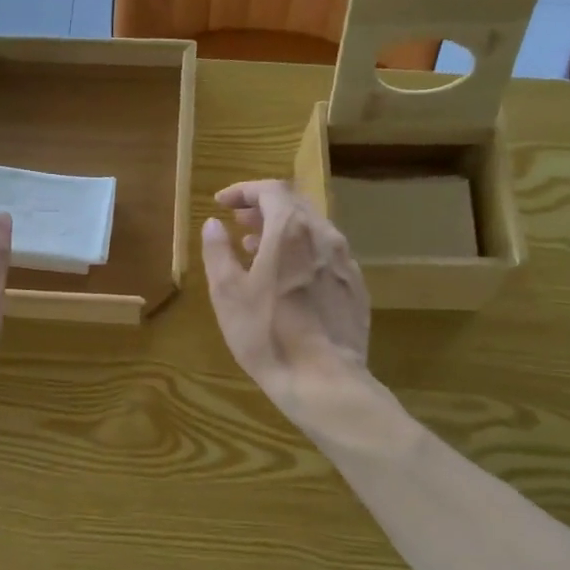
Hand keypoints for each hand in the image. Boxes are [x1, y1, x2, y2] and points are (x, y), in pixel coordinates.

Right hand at [201, 180, 370, 422]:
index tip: (222, 203)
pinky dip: (302, 252)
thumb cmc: (267, 334)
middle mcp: (324, 237)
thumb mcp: (228, 293)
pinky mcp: (356, 287)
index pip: (271, 190)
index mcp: (290, 231)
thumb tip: (213, 224)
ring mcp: (346, 262)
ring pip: (313, 229)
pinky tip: (288, 279)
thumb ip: (218, 252)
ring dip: (283, 230)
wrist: (324, 380)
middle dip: (264, 207)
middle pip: (295, 205)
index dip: (244, 190)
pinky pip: (327, 255)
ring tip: (256, 249)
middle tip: (238, 222)